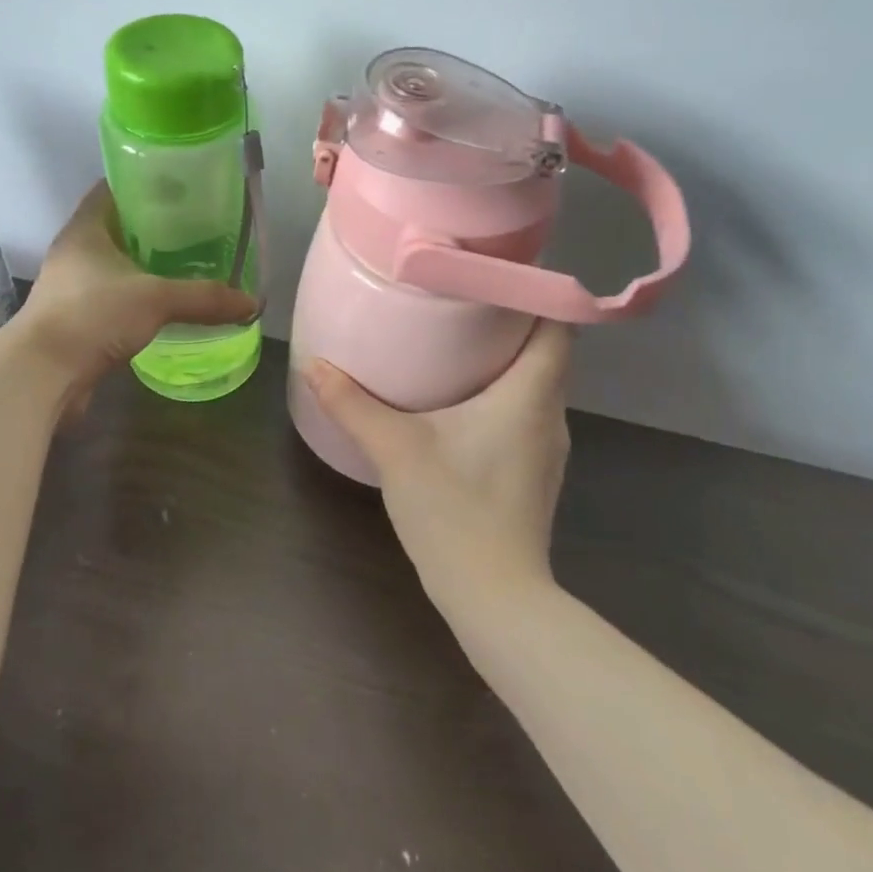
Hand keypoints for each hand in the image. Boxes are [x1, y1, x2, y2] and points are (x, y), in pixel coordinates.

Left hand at [17, 182, 256, 401]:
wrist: (43, 375)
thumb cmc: (93, 316)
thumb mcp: (156, 299)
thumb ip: (204, 298)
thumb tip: (253, 303)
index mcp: (84, 230)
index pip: (110, 190)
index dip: (140, 183)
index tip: (176, 185)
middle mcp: (73, 253)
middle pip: (114, 228)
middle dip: (149, 227)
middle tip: (192, 226)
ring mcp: (70, 288)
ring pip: (112, 266)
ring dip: (142, 265)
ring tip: (184, 264)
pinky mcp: (75, 320)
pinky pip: (111, 298)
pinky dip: (134, 298)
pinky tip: (163, 305)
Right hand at [303, 321, 574, 609]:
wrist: (495, 599)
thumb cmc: (455, 511)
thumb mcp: (396, 450)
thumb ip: (353, 404)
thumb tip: (314, 365)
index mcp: (530, 395)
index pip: (558, 325)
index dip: (536, 293)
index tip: (497, 272)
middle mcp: (550, 415)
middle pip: (545, 351)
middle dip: (510, 322)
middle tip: (461, 300)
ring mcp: (546, 448)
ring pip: (534, 384)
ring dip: (505, 360)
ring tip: (457, 341)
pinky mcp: (532, 472)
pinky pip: (524, 413)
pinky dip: (501, 394)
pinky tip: (459, 401)